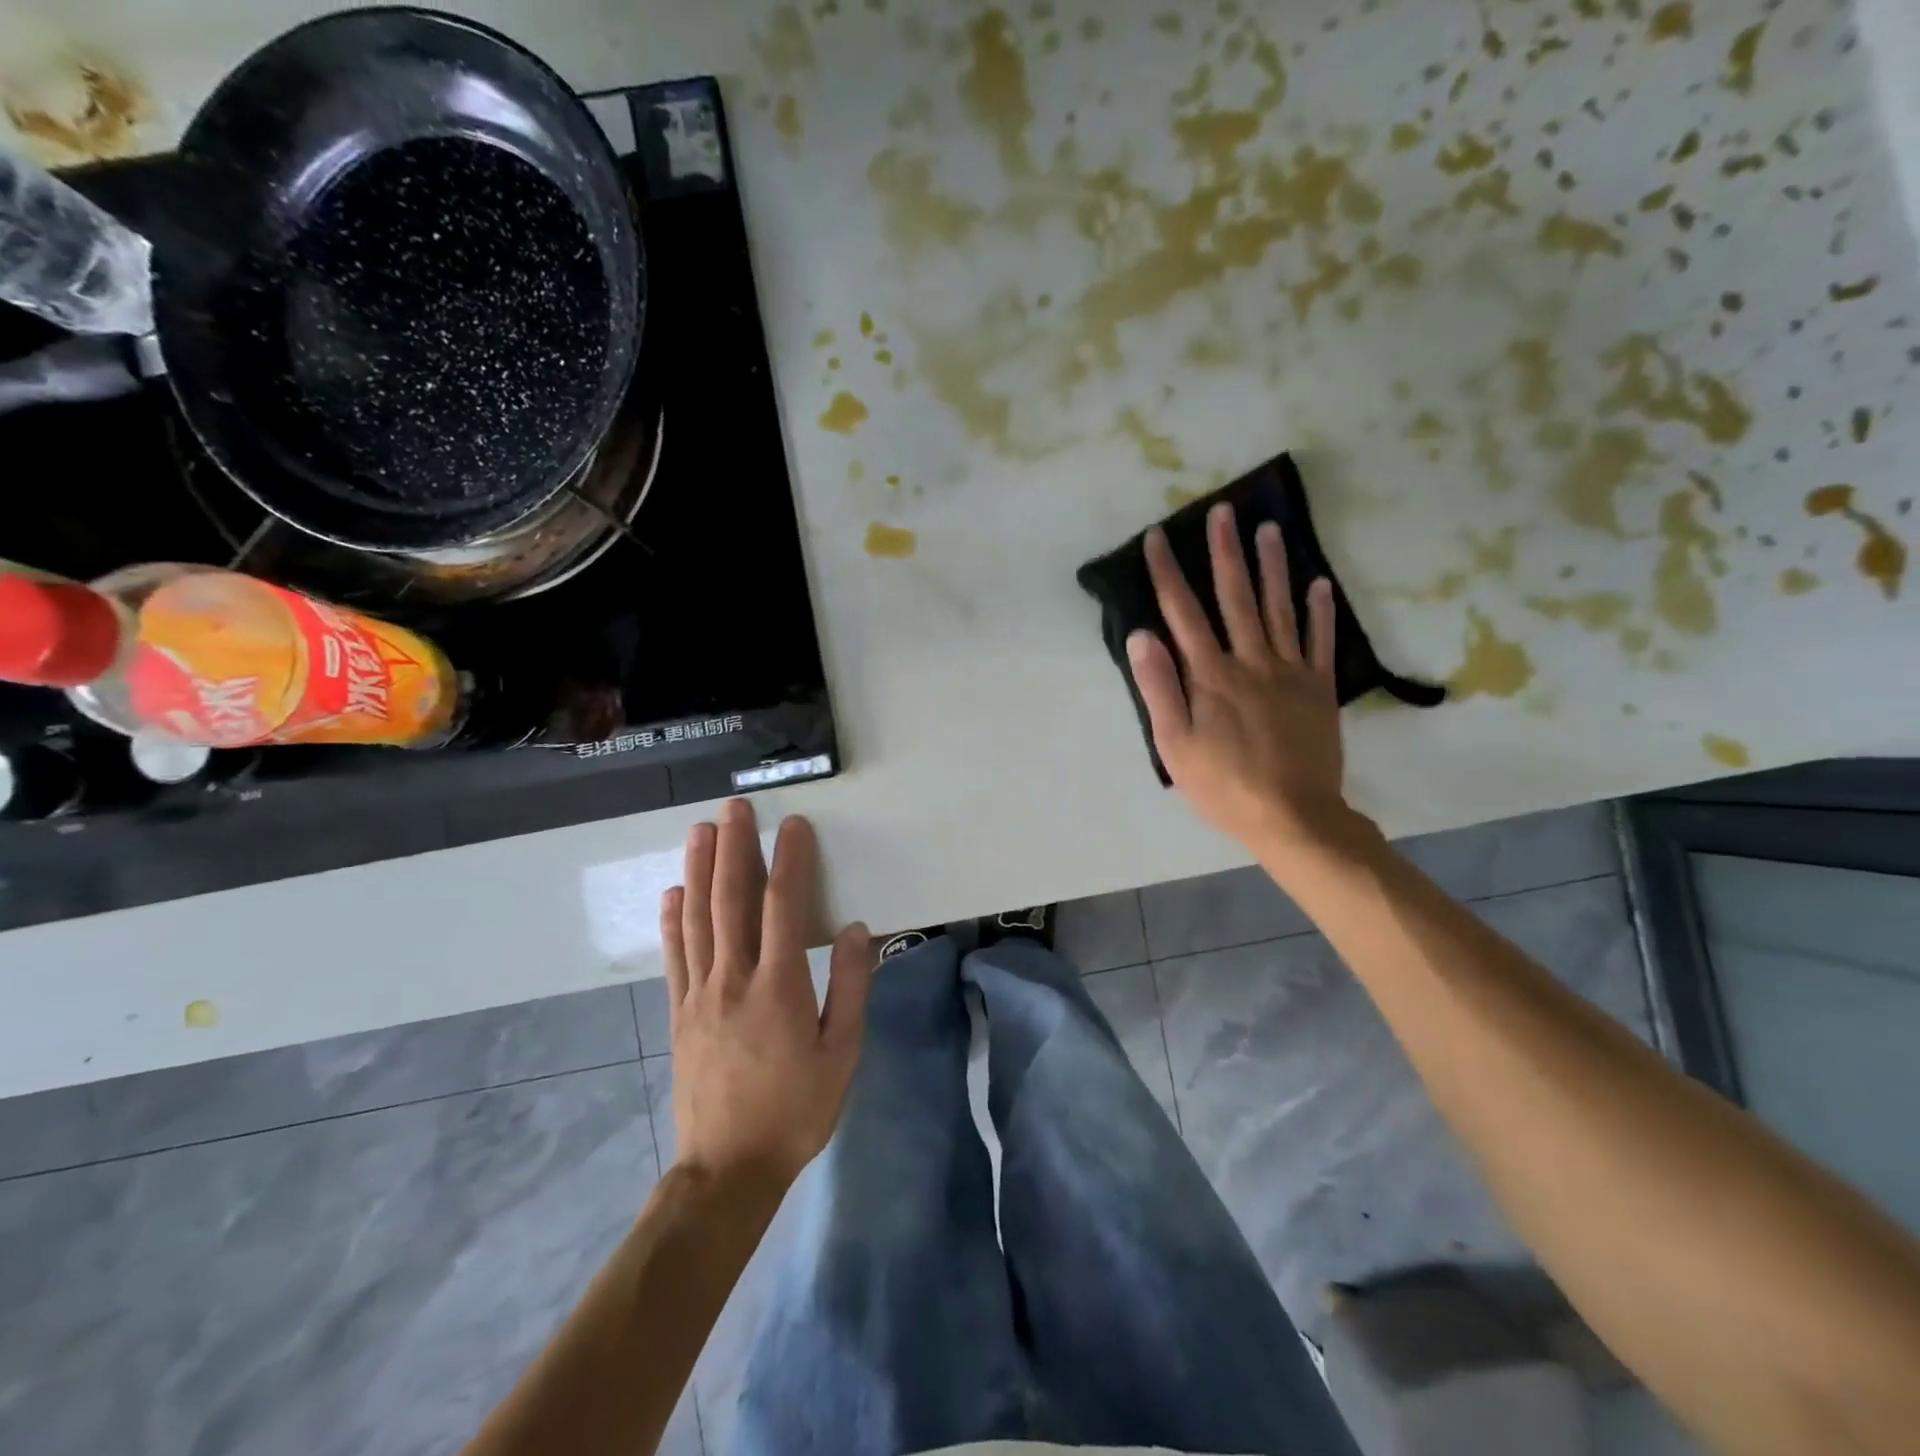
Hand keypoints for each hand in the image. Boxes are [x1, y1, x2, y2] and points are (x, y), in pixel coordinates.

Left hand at [661, 800, 874, 1188]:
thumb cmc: (796, 1110)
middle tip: (735, 808)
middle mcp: (734, 979)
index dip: (789, 860)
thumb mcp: (843, 1054)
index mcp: (779, 987)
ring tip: (700, 831)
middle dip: (734, 848)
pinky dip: (673, 919)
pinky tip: (673, 892)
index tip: (794, 825)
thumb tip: (855, 929)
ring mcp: (700, 994)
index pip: (784, 906)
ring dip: (699, 870)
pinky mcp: (680, 1012)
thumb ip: (850, 987)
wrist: (728, 1170)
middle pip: (731, 899)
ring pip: (697, 918)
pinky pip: (674, 955)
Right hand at [1127, 504, 1358, 859]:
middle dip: (1224, 552)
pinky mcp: (1319, 688)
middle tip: (1223, 511)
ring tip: (1268, 529)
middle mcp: (1250, 662)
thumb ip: (1159, 688)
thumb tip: (1142, 635)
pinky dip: (1319, 610)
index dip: (1168, 574)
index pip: (1183, 614)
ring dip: (1272, 566)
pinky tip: (1318, 583)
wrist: (1293, 816)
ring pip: (1279, 608)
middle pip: (1235, 598)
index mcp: (1210, 677)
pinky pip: (1319, 641)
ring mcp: (1289, 672)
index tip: (1158, 538)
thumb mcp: (1175, 745)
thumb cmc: (1223, 786)